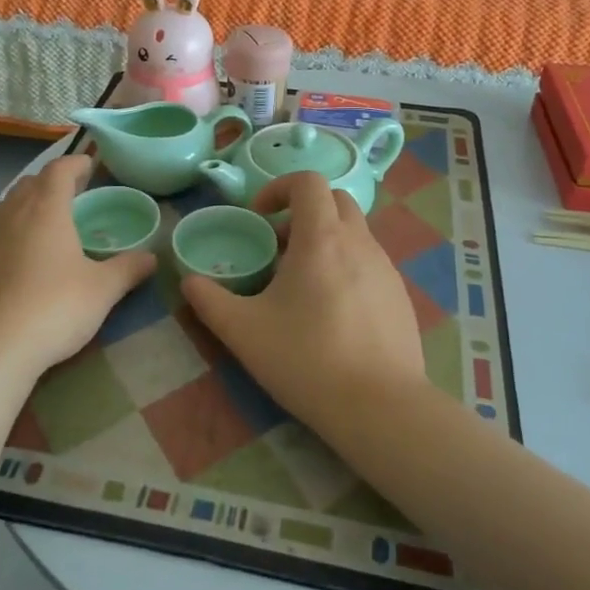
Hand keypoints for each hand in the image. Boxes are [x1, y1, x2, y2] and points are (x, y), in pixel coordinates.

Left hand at [0, 155, 155, 384]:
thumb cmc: (52, 308)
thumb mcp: (102, 291)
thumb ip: (127, 269)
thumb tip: (151, 258)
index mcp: (45, 209)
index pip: (59, 170)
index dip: (76, 163)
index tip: (89, 165)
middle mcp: (11, 214)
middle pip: (30, 183)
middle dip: (51, 182)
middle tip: (72, 193)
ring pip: (7, 207)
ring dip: (27, 205)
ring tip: (46, 223)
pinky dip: (10, 234)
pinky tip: (21, 260)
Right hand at [181, 173, 427, 427]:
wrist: (380, 407)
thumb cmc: (306, 359)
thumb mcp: (243, 331)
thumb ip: (209, 301)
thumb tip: (189, 282)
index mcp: (322, 238)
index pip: (308, 181)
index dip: (279, 188)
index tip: (259, 218)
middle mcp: (359, 242)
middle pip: (335, 201)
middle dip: (303, 211)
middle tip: (277, 246)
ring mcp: (386, 269)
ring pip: (354, 233)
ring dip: (325, 241)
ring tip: (301, 285)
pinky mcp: (400, 297)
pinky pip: (370, 264)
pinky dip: (347, 268)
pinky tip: (332, 314)